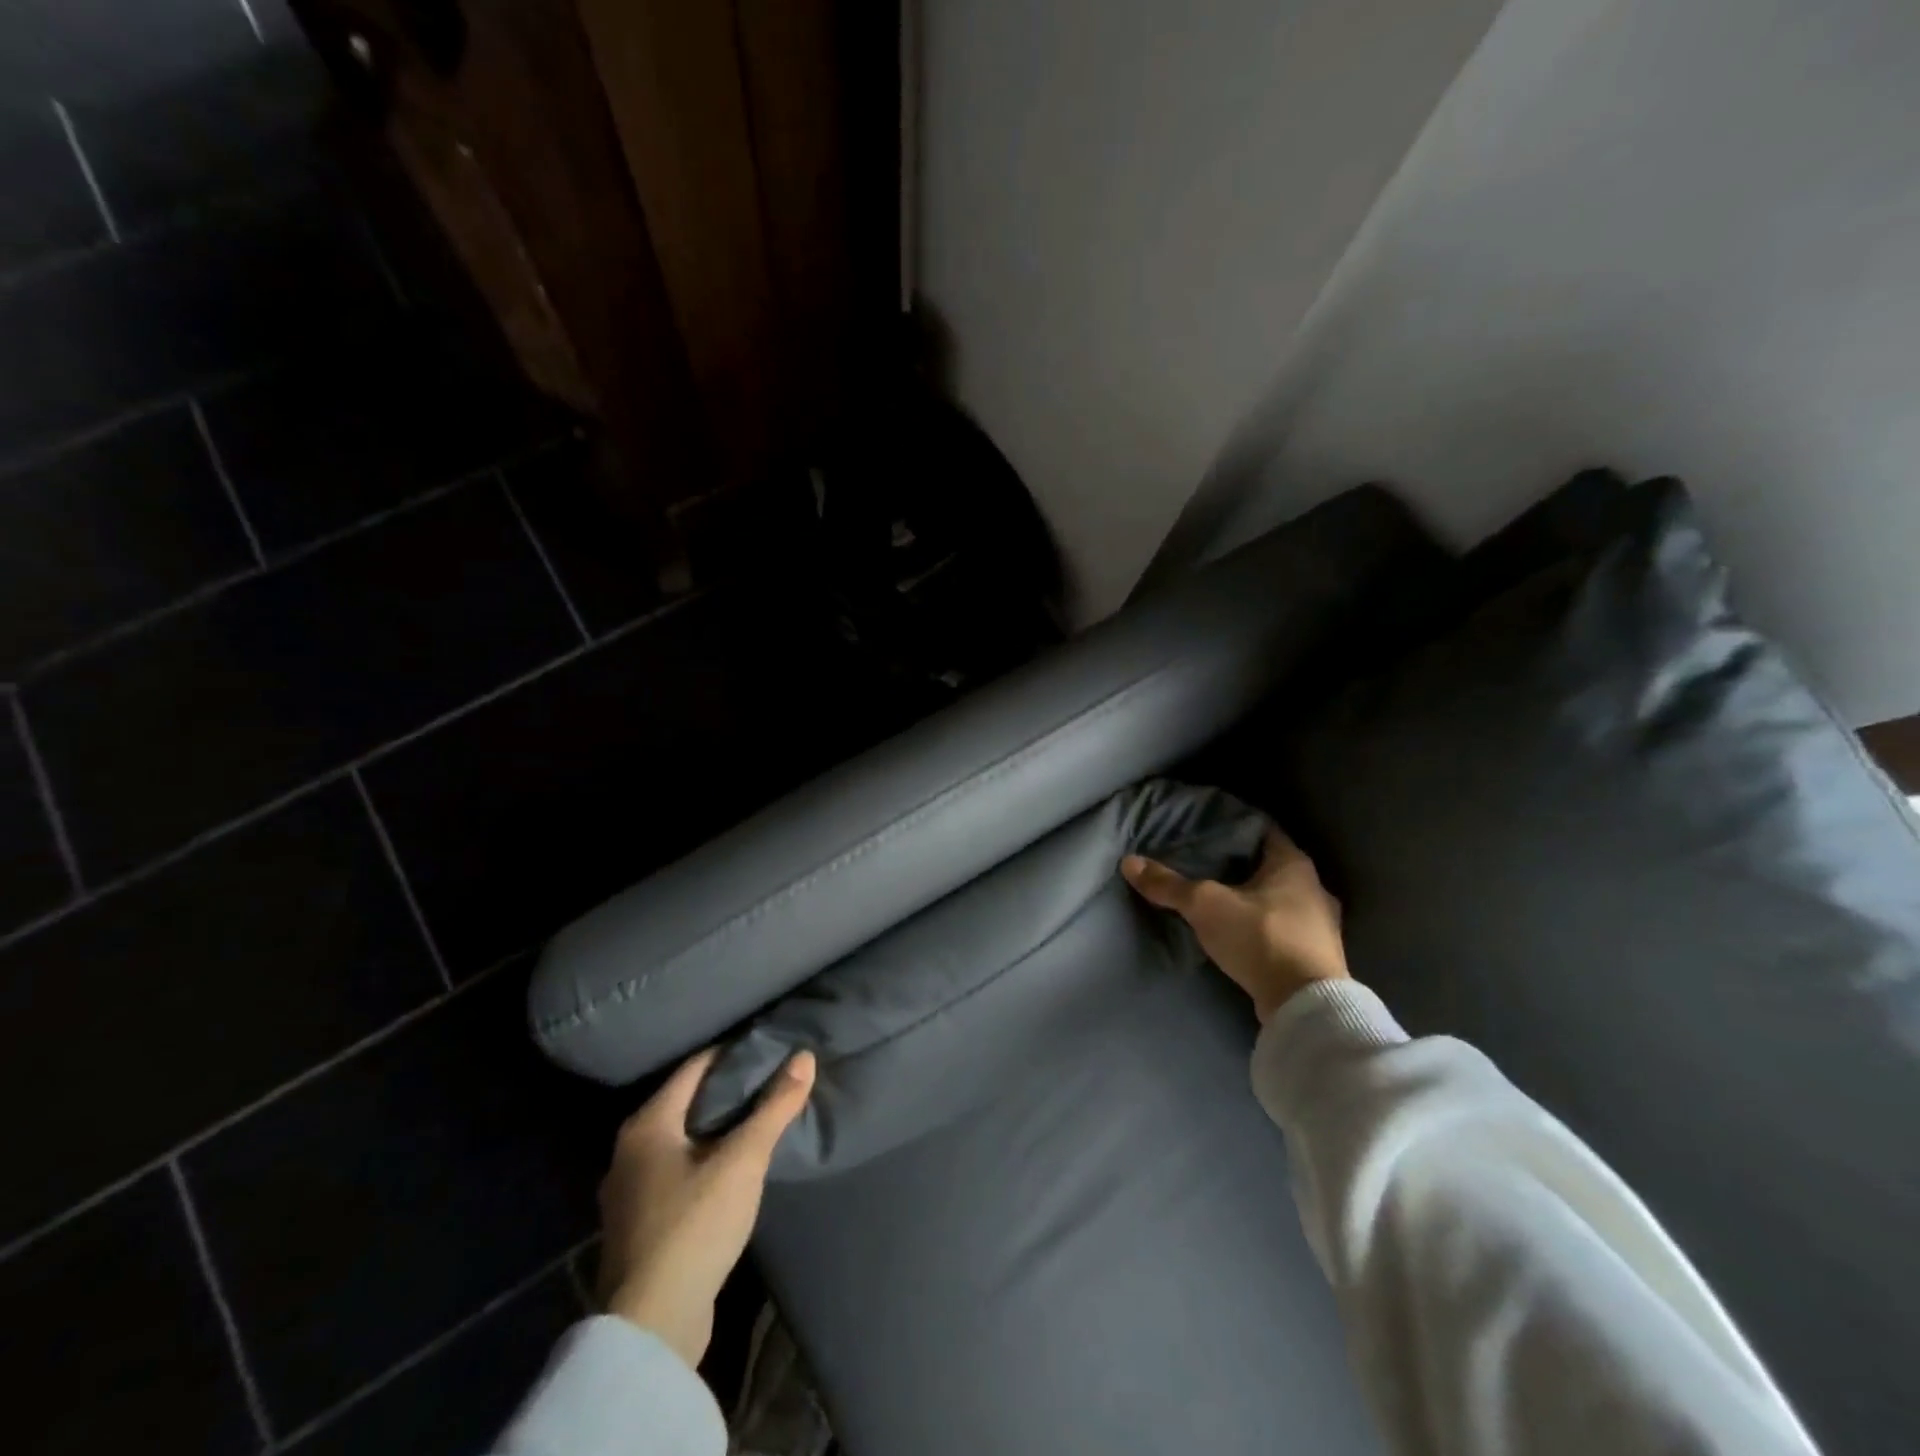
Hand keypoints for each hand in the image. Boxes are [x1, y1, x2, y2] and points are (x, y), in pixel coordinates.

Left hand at [596, 1046, 816, 1367]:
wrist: (651, 1327)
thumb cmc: (694, 1226)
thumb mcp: (743, 1161)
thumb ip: (775, 1107)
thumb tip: (804, 1056)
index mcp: (647, 1124)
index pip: (695, 1067)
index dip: (733, 1053)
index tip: (769, 1047)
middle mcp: (629, 1151)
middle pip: (687, 1102)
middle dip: (729, 1091)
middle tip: (772, 1080)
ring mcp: (630, 1192)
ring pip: (683, 1140)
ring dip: (718, 1128)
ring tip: (760, 1120)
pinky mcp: (640, 1226)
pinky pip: (678, 1171)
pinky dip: (706, 1159)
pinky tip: (733, 1168)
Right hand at [1122, 826, 1348, 1023]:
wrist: (1305, 1005)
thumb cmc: (1260, 937)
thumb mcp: (1205, 905)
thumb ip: (1168, 884)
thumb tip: (1129, 862)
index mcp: (1294, 863)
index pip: (1261, 830)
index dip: (1231, 826)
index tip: (1204, 829)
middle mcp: (1314, 887)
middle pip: (1269, 865)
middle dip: (1238, 864)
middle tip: (1203, 863)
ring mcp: (1320, 924)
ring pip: (1278, 898)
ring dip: (1252, 898)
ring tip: (1217, 898)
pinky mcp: (1317, 955)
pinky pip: (1283, 927)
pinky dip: (1261, 925)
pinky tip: (1239, 932)